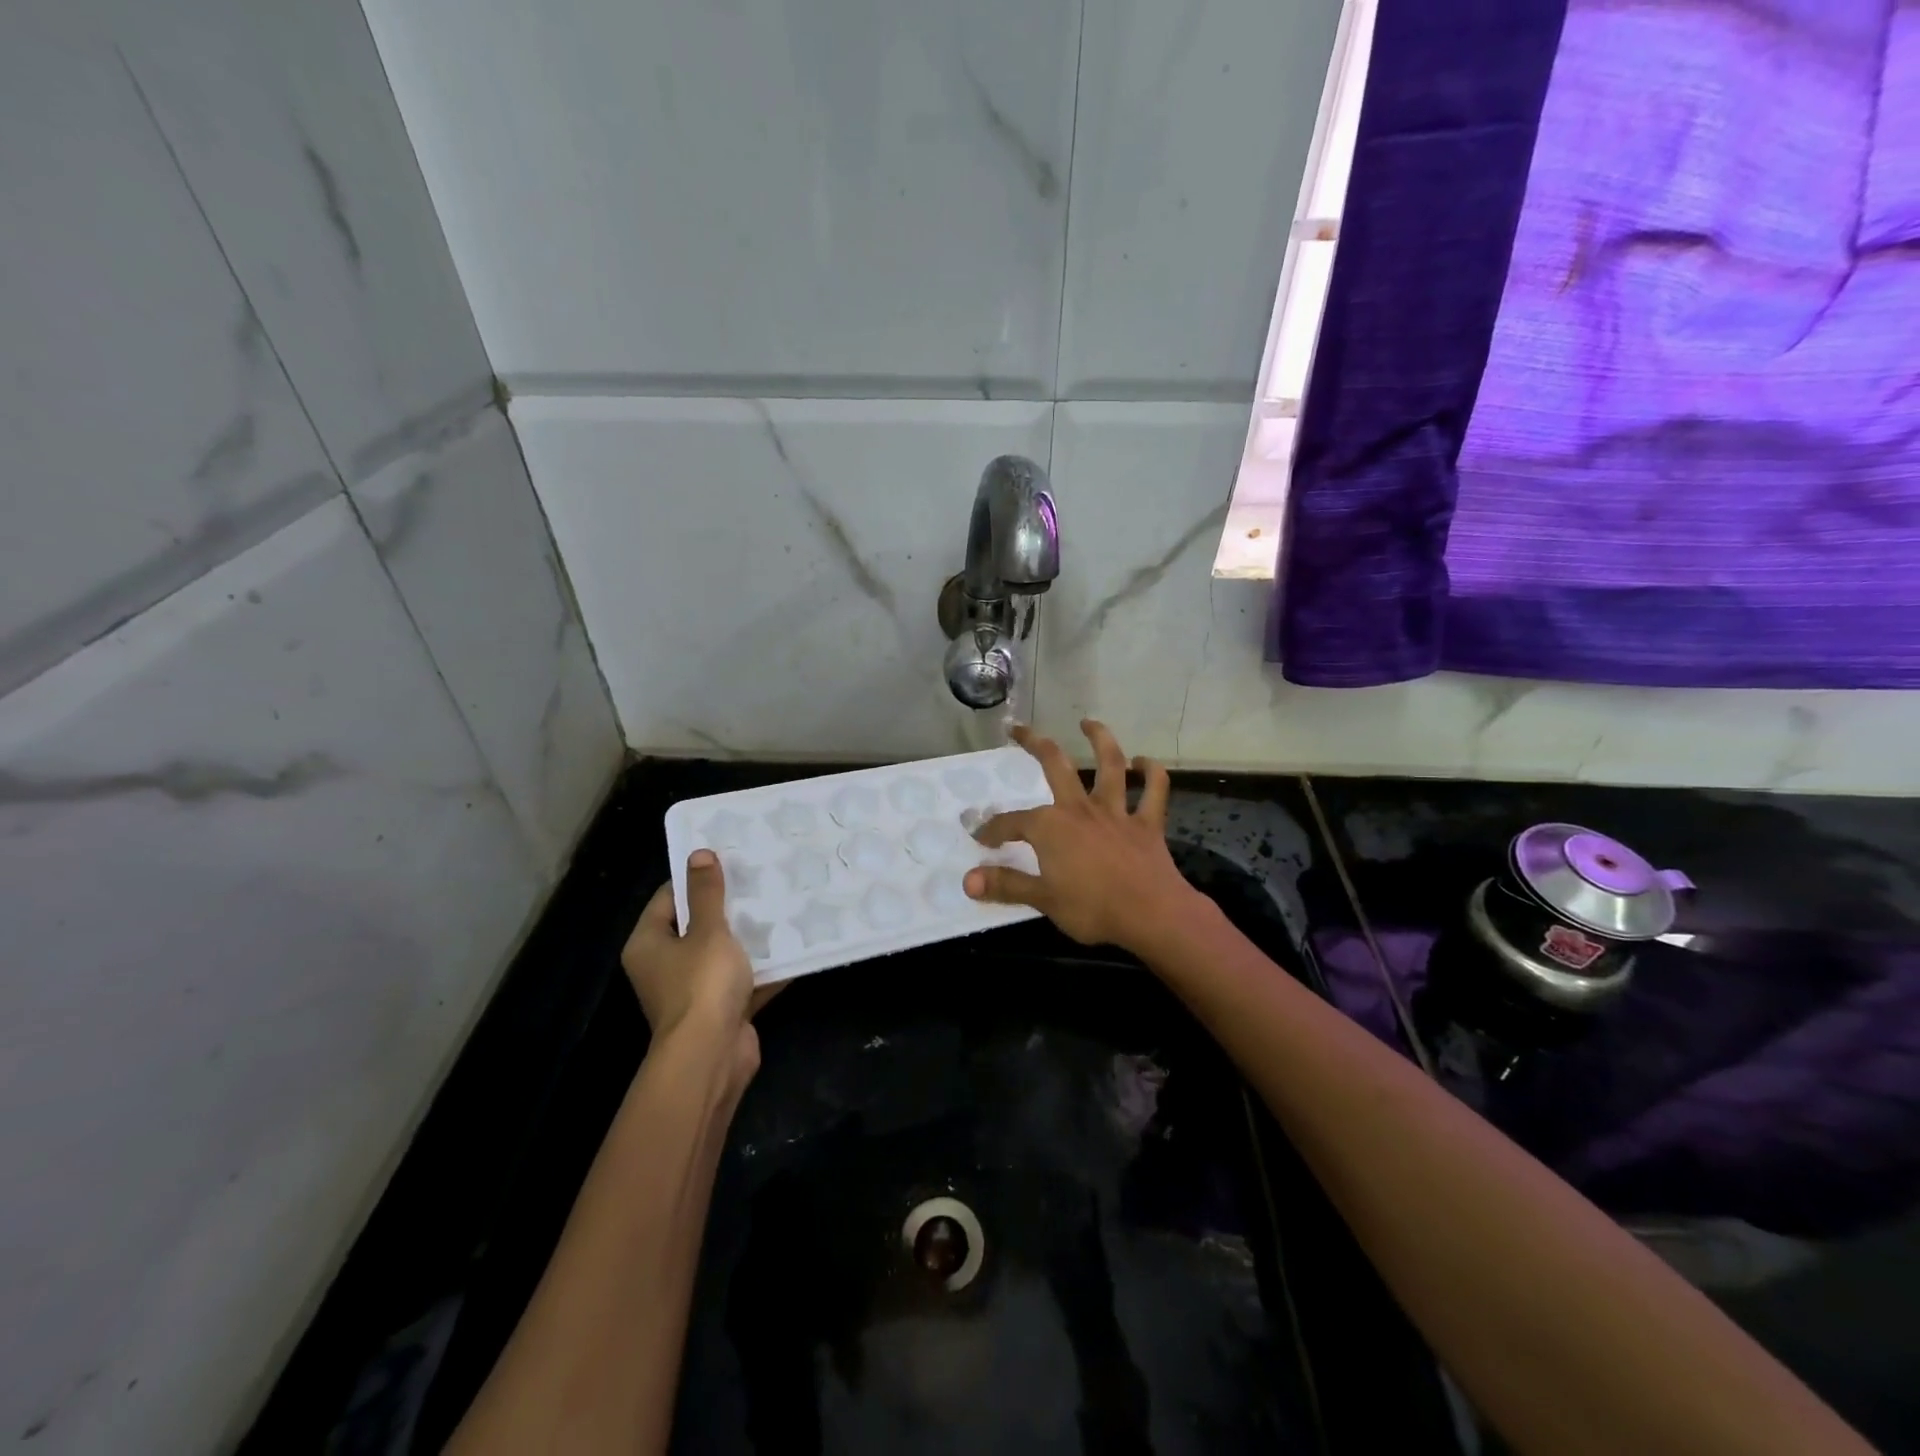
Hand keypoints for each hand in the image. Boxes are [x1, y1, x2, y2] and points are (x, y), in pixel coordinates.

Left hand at [623, 849, 771, 1089]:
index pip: (669, 899)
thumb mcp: (708, 930)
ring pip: (723, 954)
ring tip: (780, 906)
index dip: (696, 879)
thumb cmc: (701, 985)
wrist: (712, 1056)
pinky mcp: (721, 1010)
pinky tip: (793, 947)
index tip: (728, 861)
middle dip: (729, 907)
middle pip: (697, 927)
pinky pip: (743, 980)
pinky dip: (764, 968)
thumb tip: (699, 854)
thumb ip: (707, 893)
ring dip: (749, 938)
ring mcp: (693, 991)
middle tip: (759, 879)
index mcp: (649, 944)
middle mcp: (665, 967)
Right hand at [964, 720, 1202, 951]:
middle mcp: (1080, 809)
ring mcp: (1116, 812)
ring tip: (1089, 722)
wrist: (1151, 915)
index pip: (1012, 823)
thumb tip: (967, 881)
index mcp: (1051, 827)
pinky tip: (1145, 762)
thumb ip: (1006, 885)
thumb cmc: (1093, 909)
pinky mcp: (1147, 824)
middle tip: (1019, 729)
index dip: (994, 829)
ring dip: (1100, 739)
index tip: (982, 838)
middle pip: (1056, 765)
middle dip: (1035, 744)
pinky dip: (1152, 773)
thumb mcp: (1043, 900)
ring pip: (1110, 765)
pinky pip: (1154, 791)